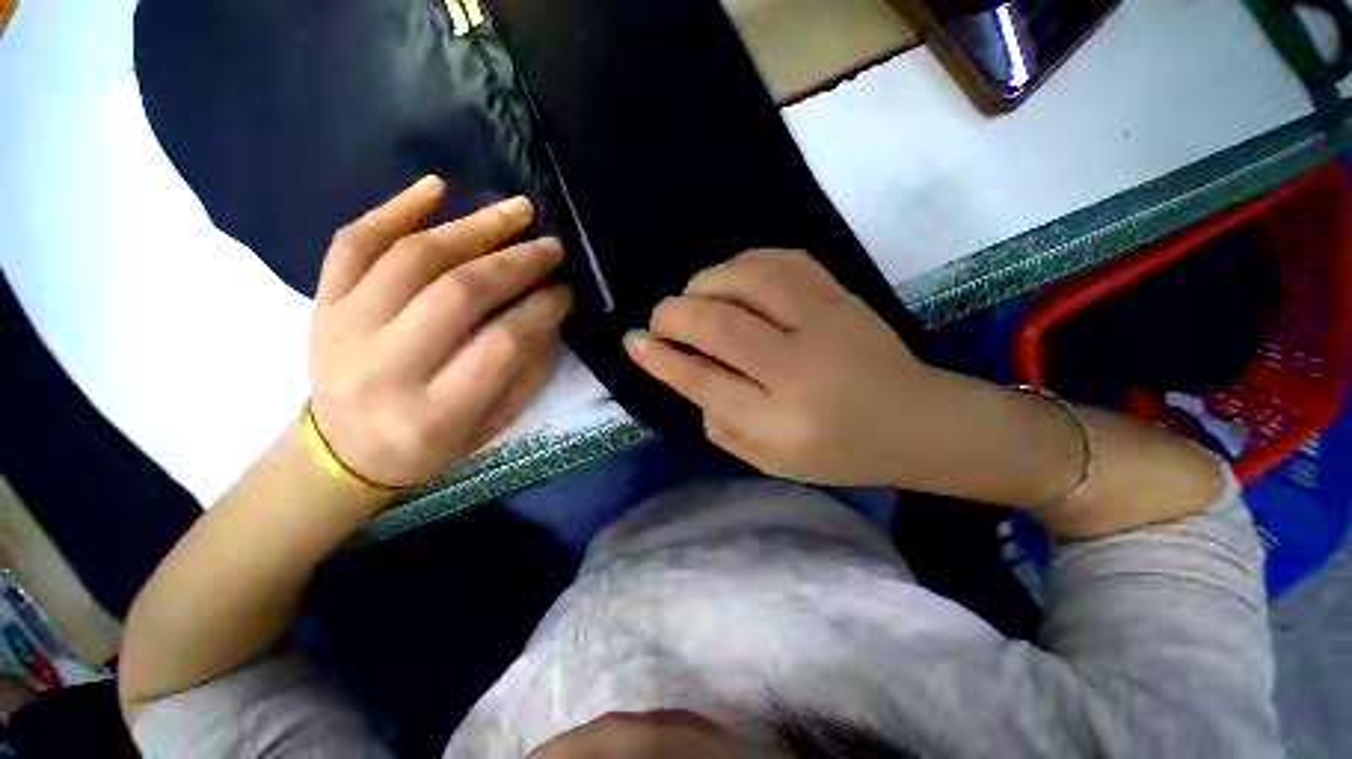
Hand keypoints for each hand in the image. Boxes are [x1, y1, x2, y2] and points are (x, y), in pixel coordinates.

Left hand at [308, 176, 571, 488]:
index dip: (542, 308)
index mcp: (436, 411)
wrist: (346, 450)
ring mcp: (343, 328)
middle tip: (552, 244)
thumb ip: (528, 370)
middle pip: (458, 293)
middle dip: (516, 262)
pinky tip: (435, 187)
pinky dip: (394, 208)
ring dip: (472, 227)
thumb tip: (551, 312)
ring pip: (411, 258)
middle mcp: (385, 366)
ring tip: (515, 211)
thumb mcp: (495, 423)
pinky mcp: (321, 302)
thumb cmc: (433, 443)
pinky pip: (352, 243)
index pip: (502, 343)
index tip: (566, 289)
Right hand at [623, 250, 950, 486]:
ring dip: (704, 283)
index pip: (702, 381)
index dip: (659, 357)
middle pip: (718, 323)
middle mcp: (798, 367)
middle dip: (672, 314)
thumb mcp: (769, 460)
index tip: (633, 341)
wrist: (915, 421)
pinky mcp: (841, 294)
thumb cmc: (838, 451)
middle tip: (659, 320)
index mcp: (779, 421)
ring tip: (695, 298)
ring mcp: (824, 322)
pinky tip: (732, 278)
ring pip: (746, 280)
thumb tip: (688, 375)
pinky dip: (744, 263)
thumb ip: (720, 424)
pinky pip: (782, 259)